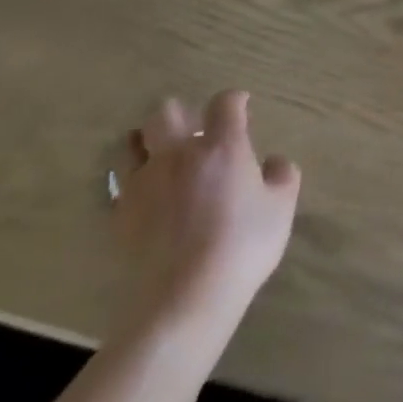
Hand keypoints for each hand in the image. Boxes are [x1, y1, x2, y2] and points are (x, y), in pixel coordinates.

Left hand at [114, 90, 300, 331]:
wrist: (182, 301)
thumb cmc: (241, 247)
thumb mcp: (281, 208)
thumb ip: (282, 176)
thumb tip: (273, 162)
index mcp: (222, 146)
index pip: (224, 103)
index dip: (235, 100)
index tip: (242, 107)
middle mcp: (179, 154)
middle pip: (166, 113)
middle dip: (181, 113)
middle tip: (195, 130)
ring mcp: (144, 184)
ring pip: (132, 144)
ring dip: (148, 142)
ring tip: (161, 156)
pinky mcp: (120, 215)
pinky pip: (120, 184)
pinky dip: (133, 181)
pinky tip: (147, 195)